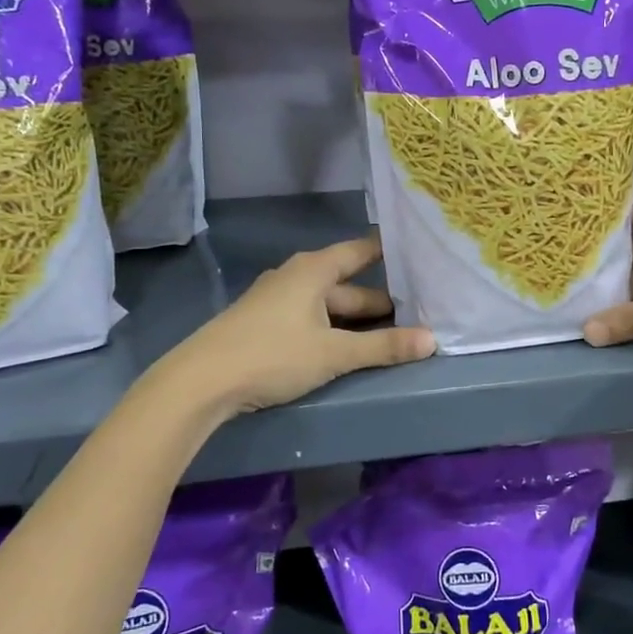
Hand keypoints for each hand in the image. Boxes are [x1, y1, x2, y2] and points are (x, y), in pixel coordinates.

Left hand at [159, 233, 434, 416]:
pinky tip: (346, 346)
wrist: (199, 382)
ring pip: (328, 305)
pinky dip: (333, 328)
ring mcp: (276, 301)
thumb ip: (383, 347)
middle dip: (380, 300)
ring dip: (356, 319)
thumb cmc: (272, 355)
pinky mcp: (264, 325)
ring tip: (391, 333)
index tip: (420, 255)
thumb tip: (432, 340)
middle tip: (418, 311)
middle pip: (347, 284)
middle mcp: (295, 277)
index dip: (389, 253)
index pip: (360, 251)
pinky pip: (310, 319)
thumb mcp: (334, 353)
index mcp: (313, 270)